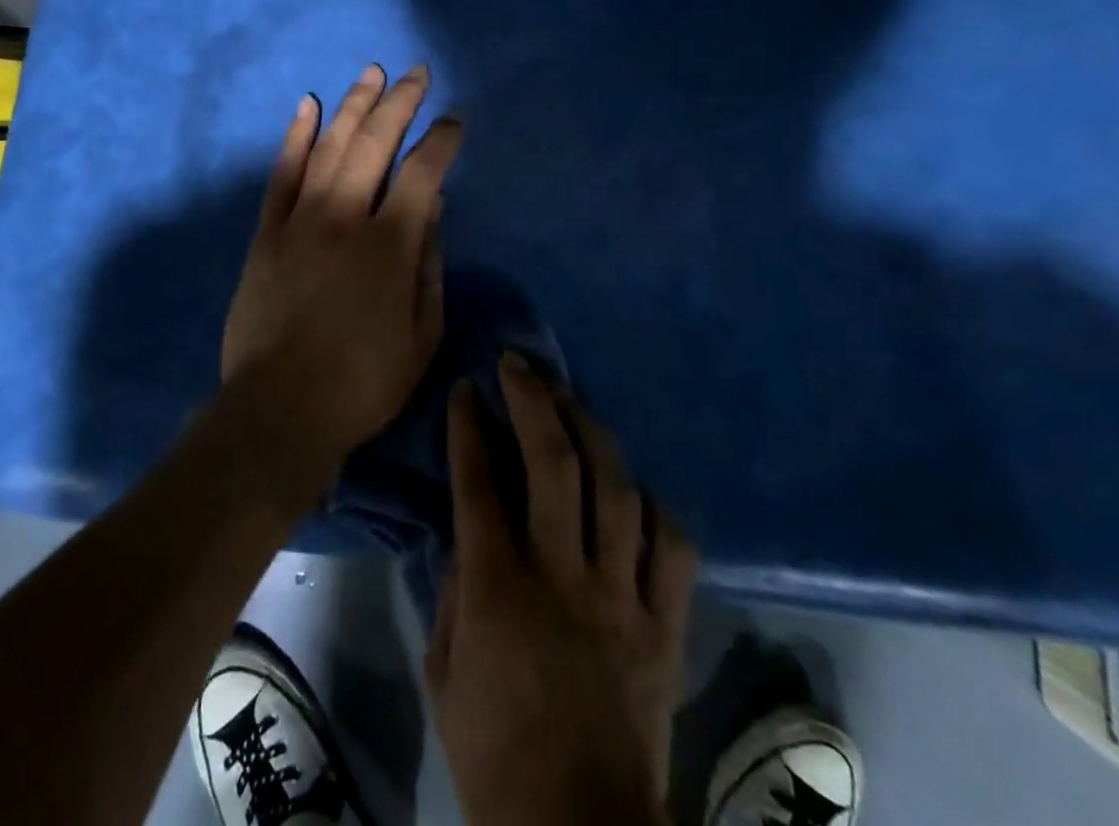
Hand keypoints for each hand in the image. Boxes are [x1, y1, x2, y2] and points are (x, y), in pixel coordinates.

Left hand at [220, 62, 463, 492]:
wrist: (280, 407)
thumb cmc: (363, 381)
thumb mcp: (423, 334)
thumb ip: (430, 265)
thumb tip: (433, 209)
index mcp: (390, 245)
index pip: (423, 172)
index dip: (442, 140)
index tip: (455, 120)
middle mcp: (345, 217)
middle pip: (376, 143)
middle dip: (400, 102)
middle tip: (416, 73)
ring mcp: (301, 220)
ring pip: (329, 146)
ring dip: (353, 106)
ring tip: (371, 73)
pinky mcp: (268, 233)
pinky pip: (281, 173)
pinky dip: (295, 136)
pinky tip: (308, 107)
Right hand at [427, 359, 696, 825]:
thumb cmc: (494, 752)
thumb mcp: (445, 669)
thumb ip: (452, 589)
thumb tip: (462, 527)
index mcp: (499, 590)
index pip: (479, 483)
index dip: (470, 427)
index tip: (466, 389)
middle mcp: (564, 578)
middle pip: (554, 464)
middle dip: (534, 401)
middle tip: (520, 365)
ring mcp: (623, 598)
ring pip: (617, 488)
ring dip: (591, 430)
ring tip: (570, 399)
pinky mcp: (666, 625)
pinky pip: (673, 546)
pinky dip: (654, 504)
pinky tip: (631, 482)